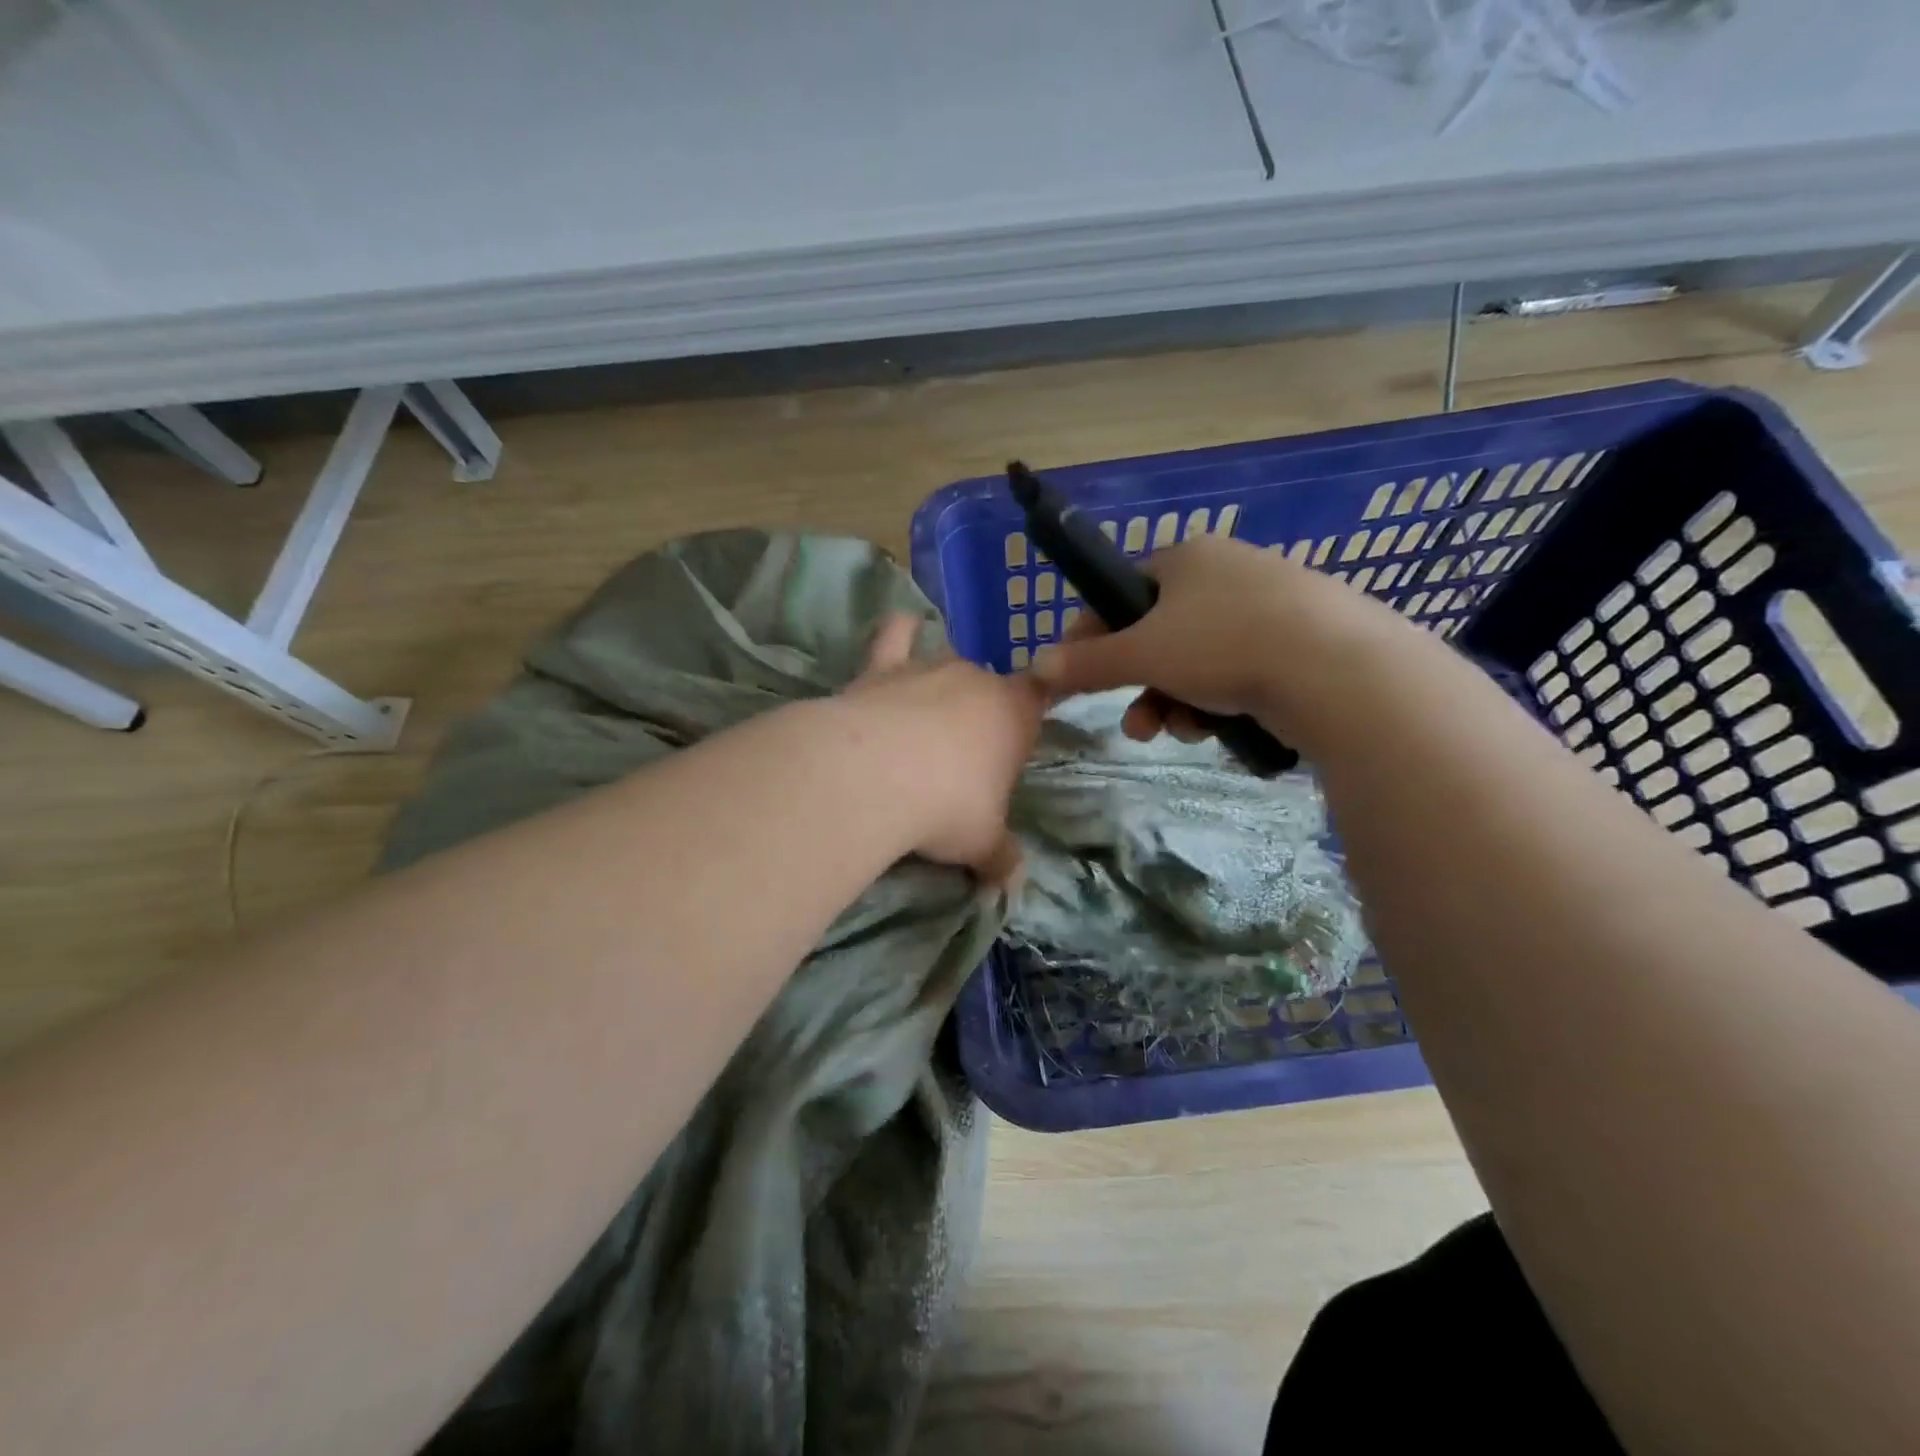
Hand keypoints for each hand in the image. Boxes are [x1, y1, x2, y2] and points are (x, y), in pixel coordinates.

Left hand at [842, 613, 1045, 886]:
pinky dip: (899, 632)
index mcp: (1014, 714)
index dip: (1032, 712)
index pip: (1039, 697)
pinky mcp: (881, 667)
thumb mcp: (981, 844)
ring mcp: (928, 667)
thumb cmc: (946, 808)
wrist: (873, 777)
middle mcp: (976, 680)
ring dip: (941, 686)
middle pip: (988, 686)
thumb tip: (1014, 885)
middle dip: (980, 714)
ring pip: (945, 662)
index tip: (1022, 736)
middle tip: (961, 760)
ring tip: (926, 721)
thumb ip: (1001, 859)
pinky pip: (895, 635)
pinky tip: (901, 630)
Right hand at [1025, 534, 1398, 743]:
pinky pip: (1237, 672)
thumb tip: (1036, 666)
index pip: (1123, 593)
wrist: (1336, 669)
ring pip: (1198, 661)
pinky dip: (1218, 702)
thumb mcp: (1142, 655)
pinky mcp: (1301, 642)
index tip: (1076, 674)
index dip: (1093, 636)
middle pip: (1160, 635)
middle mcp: (1227, 572)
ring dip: (1176, 702)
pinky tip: (1218, 729)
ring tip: (1181, 732)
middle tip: (1136, 725)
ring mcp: (1270, 606)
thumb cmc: (1222, 645)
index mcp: (1187, 558)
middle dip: (1140, 686)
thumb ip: (1087, 663)